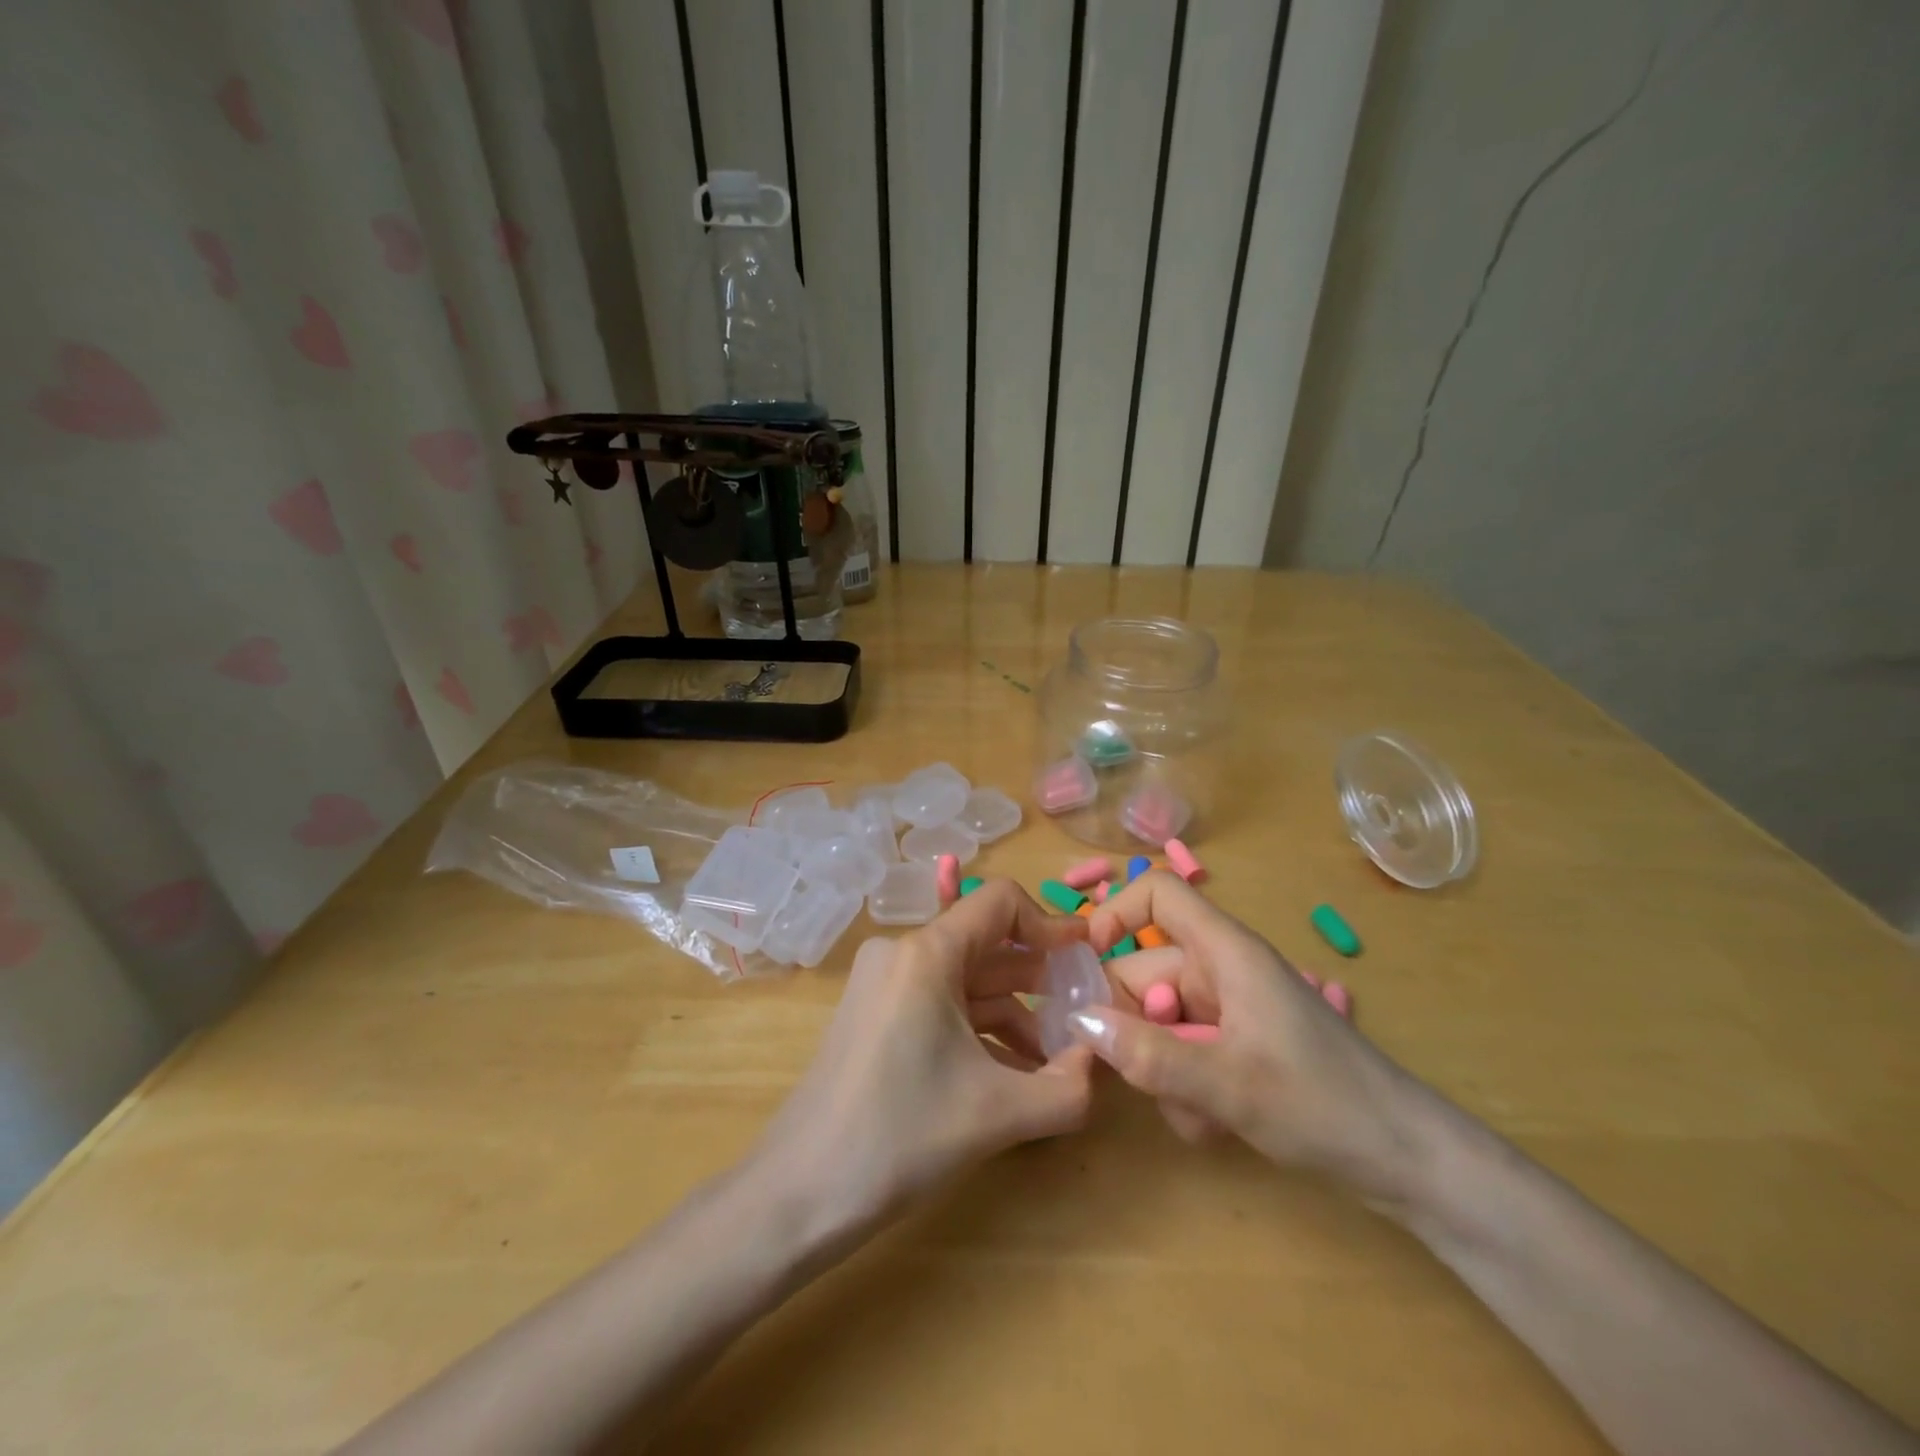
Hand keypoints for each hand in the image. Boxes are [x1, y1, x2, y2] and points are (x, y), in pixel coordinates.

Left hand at [754, 879, 1096, 1230]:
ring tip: (1057, 1057)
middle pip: (986, 943)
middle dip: (1040, 977)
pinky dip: (980, 1029)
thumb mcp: (997, 1113)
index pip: (1000, 903)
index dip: (1051, 924)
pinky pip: (941, 1004)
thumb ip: (1068, 1087)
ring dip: (1014, 1010)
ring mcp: (883, 984)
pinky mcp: (875, 1015)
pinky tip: (1013, 1072)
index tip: (1087, 959)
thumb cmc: (899, 1137)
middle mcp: (901, 953)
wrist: (798, 1194)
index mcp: (926, 953)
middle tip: (1085, 1012)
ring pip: (965, 979)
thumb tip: (1103, 1060)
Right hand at [1075, 871, 1434, 1206]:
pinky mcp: (1237, 1047)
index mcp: (1226, 952)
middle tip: (1135, 1075)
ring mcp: (1230, 1011)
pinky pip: (1184, 1051)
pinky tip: (1209, 1125)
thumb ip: (1149, 1055)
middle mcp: (1222, 972)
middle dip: (1133, 1025)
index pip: (1159, 894)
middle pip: (1146, 970)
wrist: (1410, 1164)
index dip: (1116, 914)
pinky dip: (1183, 1086)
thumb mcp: (1228, 1084)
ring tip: (1193, 1114)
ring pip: (1160, 1021)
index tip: (1084, 963)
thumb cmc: (1324, 1105)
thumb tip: (1079, 1022)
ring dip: (1160, 1068)